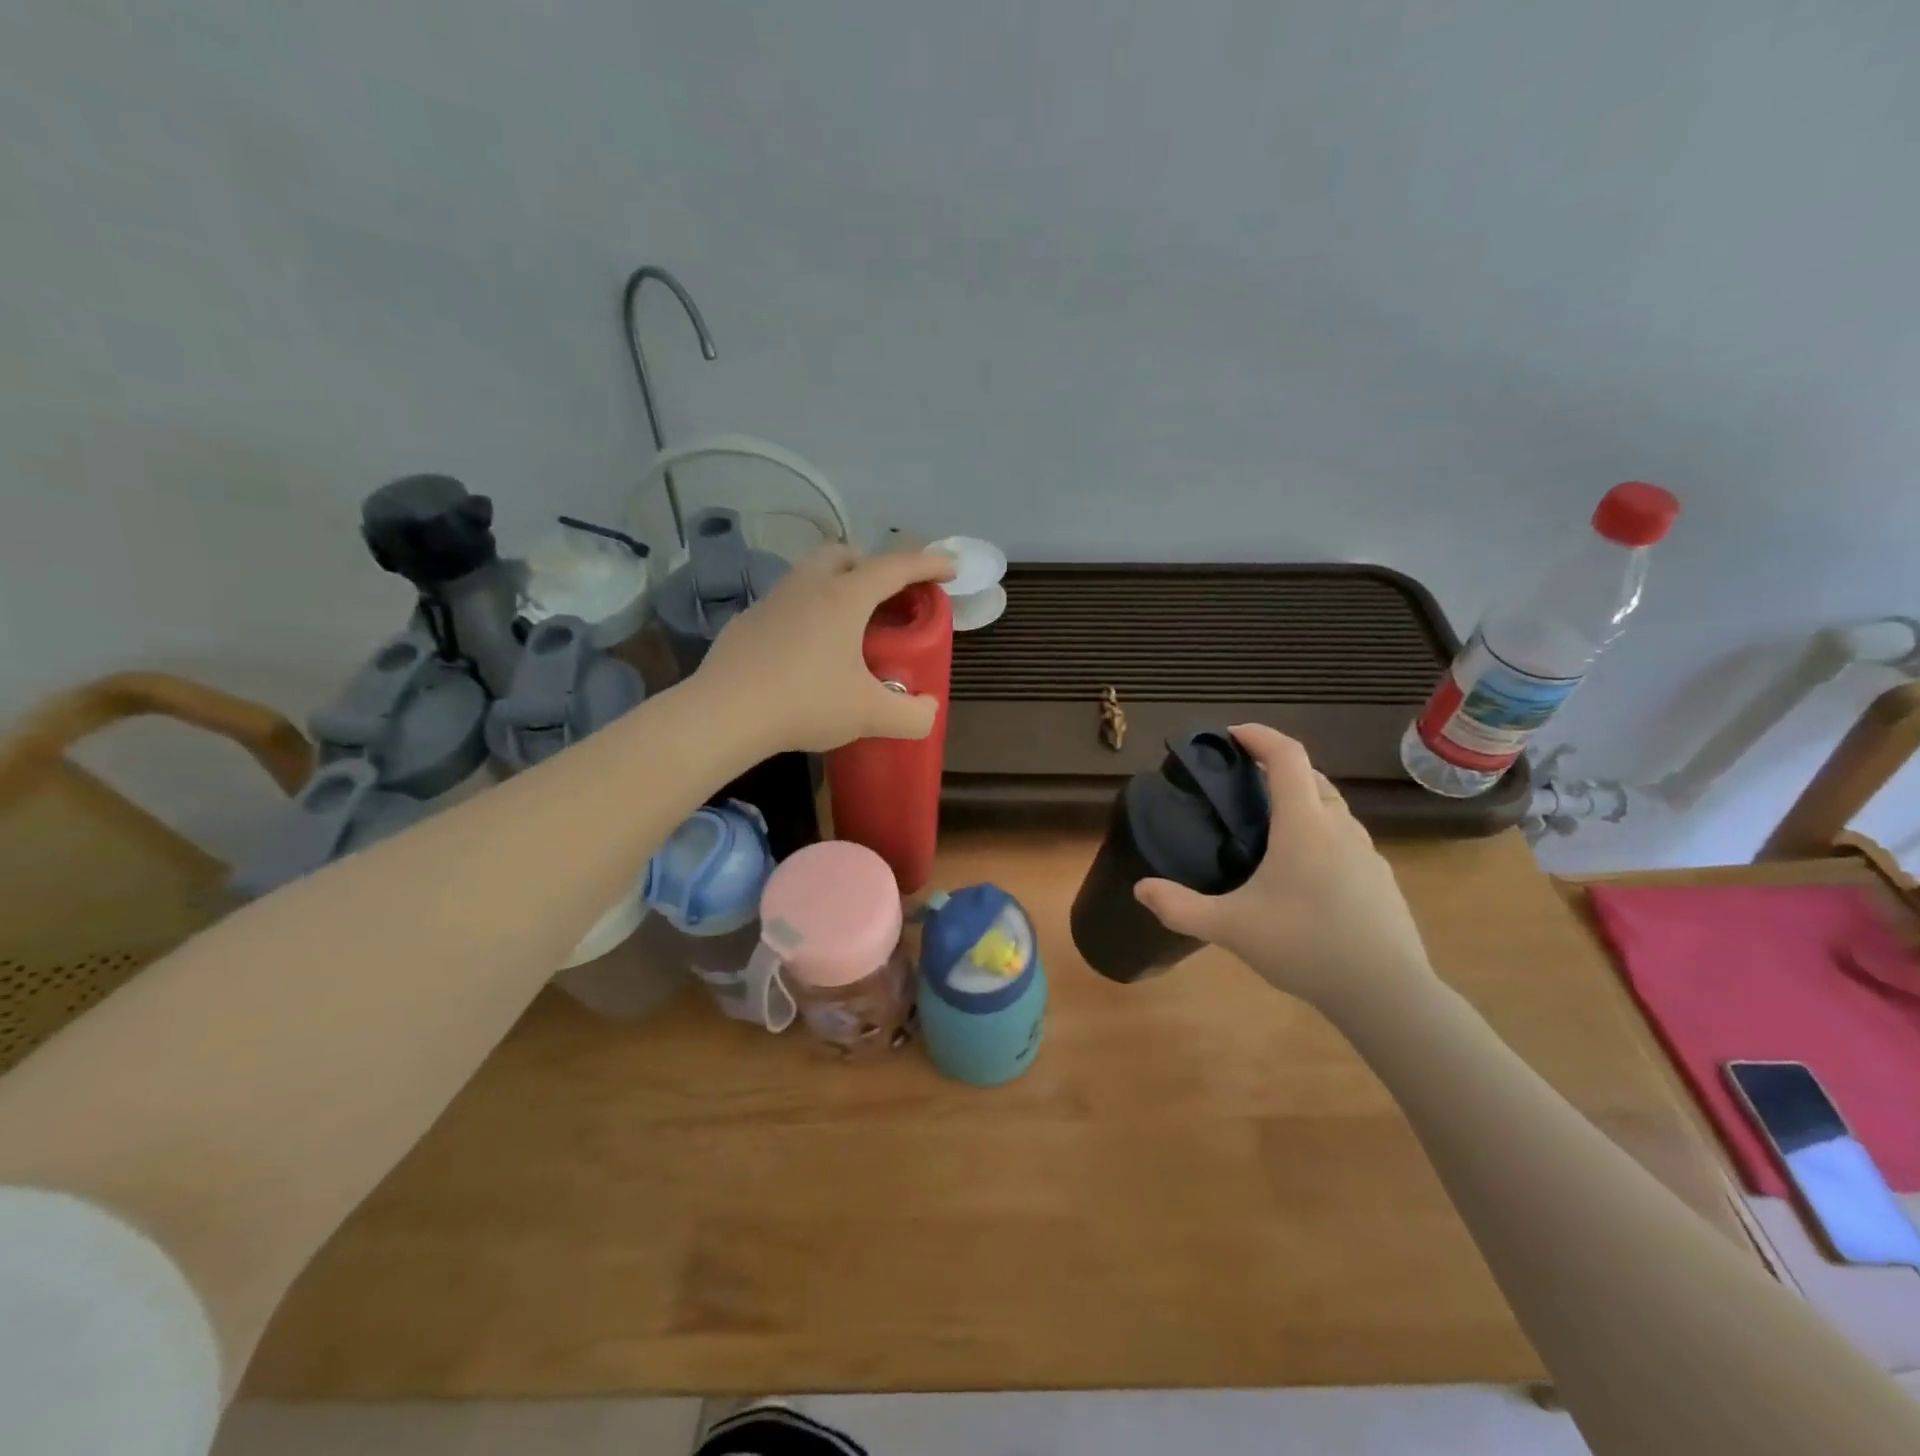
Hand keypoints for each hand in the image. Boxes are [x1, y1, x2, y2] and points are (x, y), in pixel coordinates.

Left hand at [694, 545, 955, 753]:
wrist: (725, 713)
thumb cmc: (806, 702)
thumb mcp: (870, 715)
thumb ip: (911, 716)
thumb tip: (927, 712)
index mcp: (845, 597)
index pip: (896, 567)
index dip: (928, 564)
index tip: (949, 568)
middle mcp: (808, 586)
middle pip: (845, 554)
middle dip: (872, 565)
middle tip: (887, 596)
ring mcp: (772, 601)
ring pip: (810, 575)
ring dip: (836, 587)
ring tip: (848, 625)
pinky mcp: (746, 622)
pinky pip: (786, 604)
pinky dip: (806, 613)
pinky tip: (806, 650)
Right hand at [1133, 725, 1434, 1013]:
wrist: (1386, 993)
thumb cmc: (1305, 946)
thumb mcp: (1231, 928)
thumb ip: (1180, 907)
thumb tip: (1140, 889)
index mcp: (1304, 825)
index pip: (1287, 756)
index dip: (1259, 735)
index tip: (1232, 734)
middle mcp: (1339, 827)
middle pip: (1311, 776)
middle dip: (1277, 767)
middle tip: (1242, 783)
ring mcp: (1367, 852)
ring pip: (1332, 807)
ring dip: (1301, 799)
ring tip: (1269, 826)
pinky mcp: (1380, 878)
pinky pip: (1345, 837)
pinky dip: (1320, 832)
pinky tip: (1302, 872)